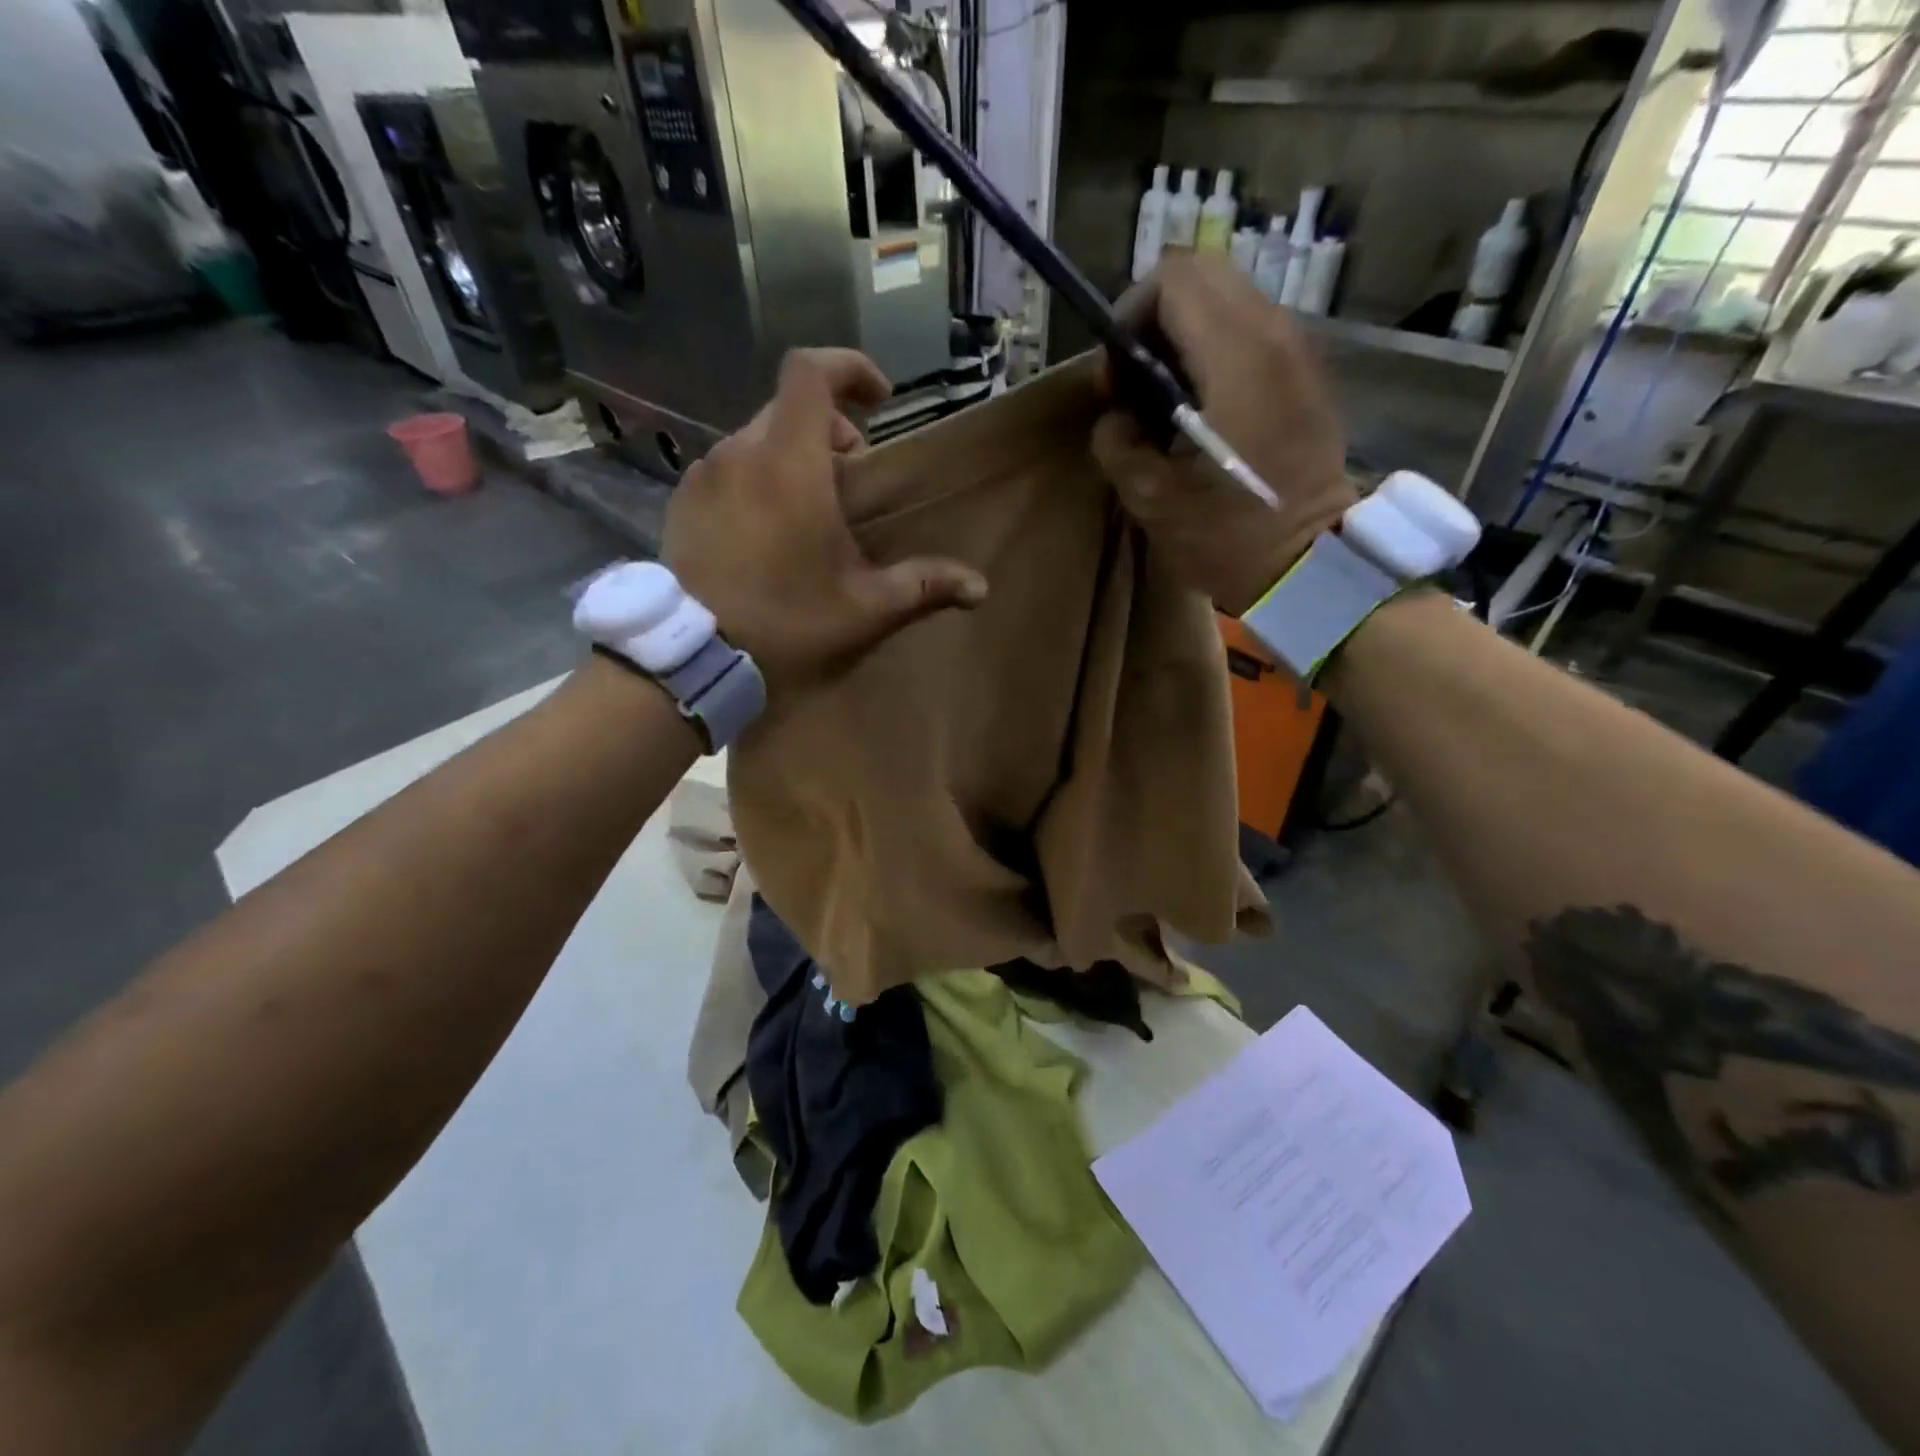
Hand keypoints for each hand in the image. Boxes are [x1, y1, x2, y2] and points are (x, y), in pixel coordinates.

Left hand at [663, 349, 987, 702]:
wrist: (693, 656)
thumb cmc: (786, 622)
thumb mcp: (864, 608)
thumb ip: (922, 586)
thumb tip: (979, 587)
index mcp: (790, 463)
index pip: (811, 371)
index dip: (849, 368)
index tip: (879, 399)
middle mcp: (741, 452)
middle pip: (789, 407)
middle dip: (830, 429)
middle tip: (853, 477)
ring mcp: (705, 474)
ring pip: (757, 438)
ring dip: (792, 456)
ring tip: (811, 510)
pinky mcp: (683, 500)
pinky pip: (728, 468)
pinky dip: (757, 478)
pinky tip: (767, 530)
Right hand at [1090, 254, 1355, 614]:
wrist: (1310, 564)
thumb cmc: (1227, 536)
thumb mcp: (1150, 498)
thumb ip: (1117, 442)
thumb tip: (1117, 417)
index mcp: (1236, 358)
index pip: (1173, 280)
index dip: (1130, 316)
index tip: (1118, 377)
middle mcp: (1274, 334)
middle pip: (1202, 276)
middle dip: (1156, 319)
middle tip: (1138, 383)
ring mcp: (1298, 350)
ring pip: (1229, 300)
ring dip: (1186, 337)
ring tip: (1168, 400)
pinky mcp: (1307, 372)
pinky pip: (1253, 331)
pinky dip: (1216, 352)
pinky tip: (1204, 410)